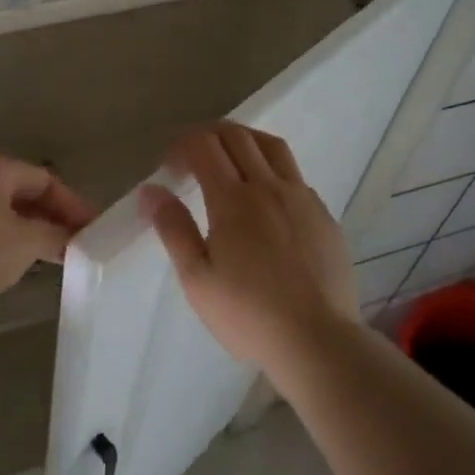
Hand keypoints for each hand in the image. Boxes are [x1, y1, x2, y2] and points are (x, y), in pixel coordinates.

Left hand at [0, 152, 97, 304]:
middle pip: (17, 190)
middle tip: (68, 242)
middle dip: (45, 216)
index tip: (91, 230)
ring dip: (19, 226)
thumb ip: (53, 237)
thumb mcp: (22, 246)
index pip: (45, 179)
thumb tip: (70, 237)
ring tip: (39, 253)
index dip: (72, 205)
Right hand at [140, 122, 357, 374]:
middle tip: (192, 156)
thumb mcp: (197, 278)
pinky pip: (295, 175)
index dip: (181, 145)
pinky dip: (272, 168)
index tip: (169, 166)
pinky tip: (266, 197)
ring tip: (229, 158)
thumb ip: (173, 228)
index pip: (203, 145)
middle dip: (208, 134)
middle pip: (237, 136)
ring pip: (272, 146)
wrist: (317, 340)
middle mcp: (269, 187)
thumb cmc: (248, 314)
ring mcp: (301, 198)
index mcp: (233, 199)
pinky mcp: (323, 215)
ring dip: (244, 140)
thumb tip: (151, 190)